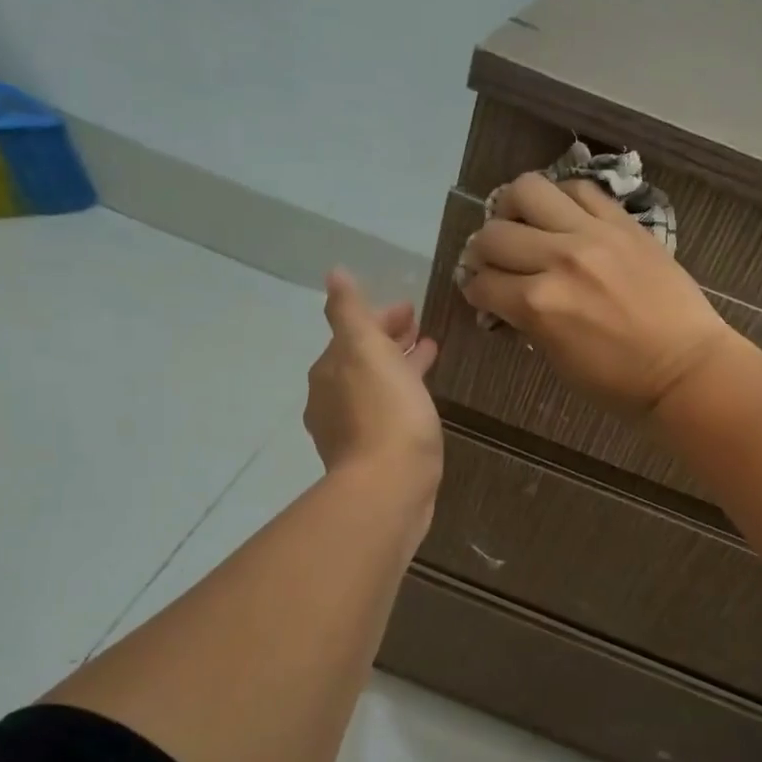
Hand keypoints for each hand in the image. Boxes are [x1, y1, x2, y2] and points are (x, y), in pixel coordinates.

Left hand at [304, 270, 442, 485]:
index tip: (411, 309)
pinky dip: (403, 396)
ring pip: (377, 386)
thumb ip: (349, 312)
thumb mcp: (366, 350)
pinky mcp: (372, 455)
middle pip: (364, 360)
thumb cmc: (384, 413)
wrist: (390, 487)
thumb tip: (334, 274)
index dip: (381, 318)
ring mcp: (350, 430)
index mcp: (331, 370)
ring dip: (400, 368)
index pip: (354, 332)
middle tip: (421, 331)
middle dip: (390, 342)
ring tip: (430, 357)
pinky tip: (422, 402)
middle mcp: (332, 399)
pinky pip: (388, 412)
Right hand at [458, 172, 738, 418]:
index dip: (475, 290)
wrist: (685, 368)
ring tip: (521, 222)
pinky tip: (561, 216)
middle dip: (483, 251)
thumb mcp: (558, 361)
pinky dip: (560, 198)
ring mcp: (592, 234)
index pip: (483, 283)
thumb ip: (527, 322)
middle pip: (493, 234)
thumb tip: (507, 300)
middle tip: (495, 261)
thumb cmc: (619, 382)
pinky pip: (579, 189)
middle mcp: (557, 260)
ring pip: (527, 190)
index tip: (480, 292)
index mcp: (538, 306)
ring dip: (512, 208)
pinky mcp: (623, 223)